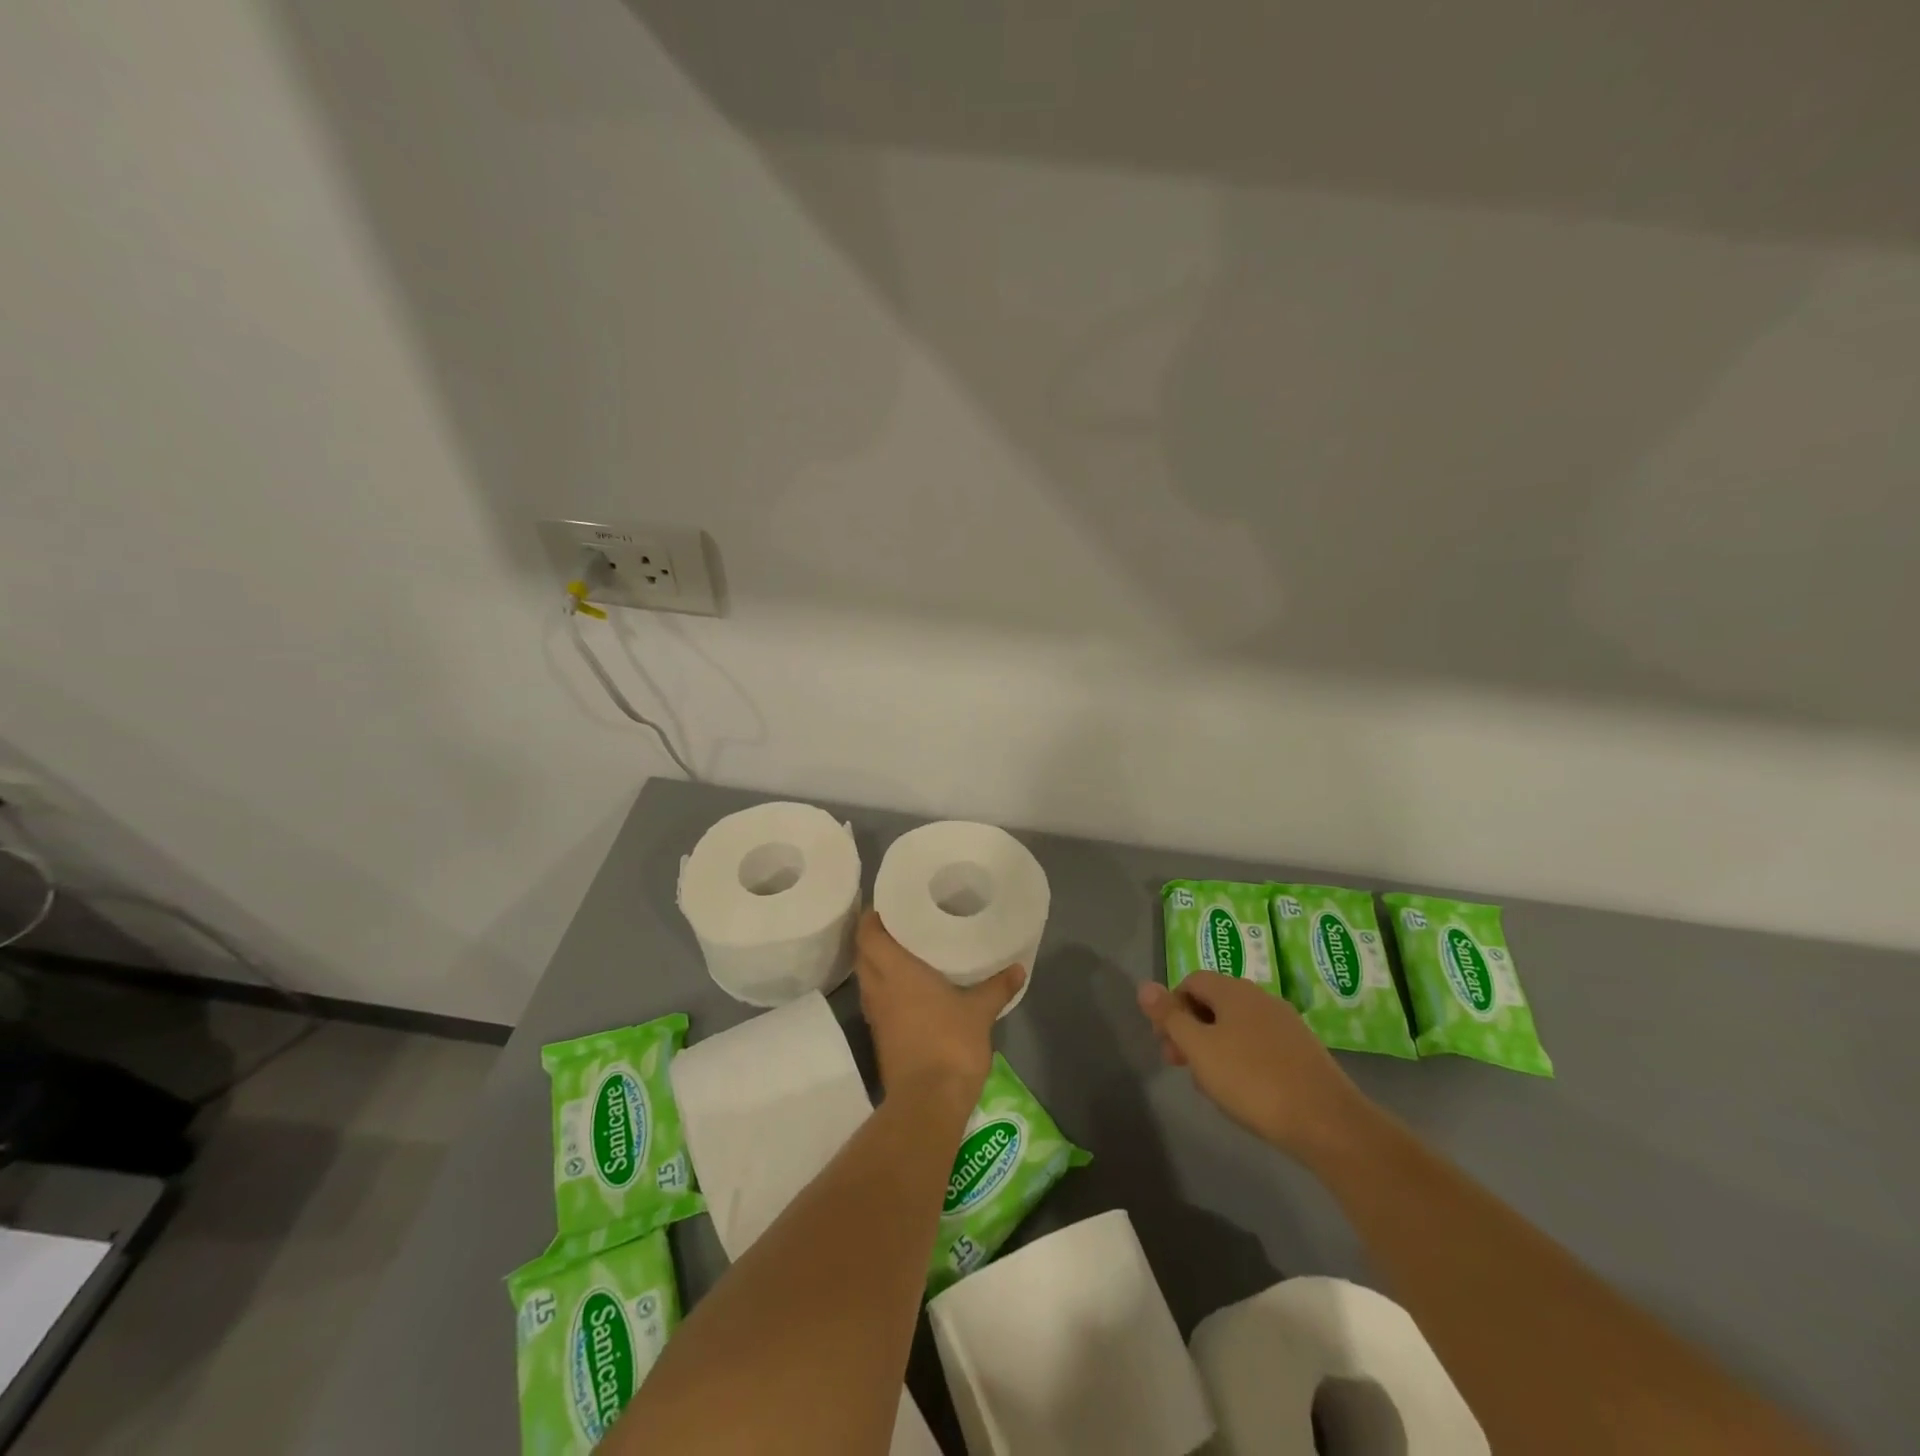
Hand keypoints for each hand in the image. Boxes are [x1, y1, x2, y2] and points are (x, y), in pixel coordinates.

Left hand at [853, 911, 1023, 1106]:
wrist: (928, 1101)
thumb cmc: (950, 1043)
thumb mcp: (980, 1011)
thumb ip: (997, 987)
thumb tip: (1018, 968)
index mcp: (895, 971)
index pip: (867, 934)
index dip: (871, 916)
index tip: (887, 904)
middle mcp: (878, 988)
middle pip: (863, 953)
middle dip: (874, 936)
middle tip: (900, 923)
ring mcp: (876, 1014)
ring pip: (867, 977)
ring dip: (878, 962)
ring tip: (904, 949)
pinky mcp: (880, 1035)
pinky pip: (876, 999)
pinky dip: (885, 986)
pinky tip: (908, 986)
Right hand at [1138, 972, 1376, 1164]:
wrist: (1327, 1122)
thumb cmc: (1252, 1080)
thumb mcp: (1199, 1049)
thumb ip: (1170, 1017)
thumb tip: (1144, 985)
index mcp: (1233, 990)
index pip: (1191, 981)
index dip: (1171, 1007)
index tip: (1166, 1042)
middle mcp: (1260, 997)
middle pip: (1213, 1002)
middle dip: (1190, 1029)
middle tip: (1180, 1065)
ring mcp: (1285, 1023)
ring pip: (1236, 1026)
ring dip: (1214, 1046)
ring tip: (1210, 1085)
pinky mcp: (1301, 1050)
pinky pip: (1259, 1044)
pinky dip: (1241, 1059)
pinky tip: (1243, 1091)